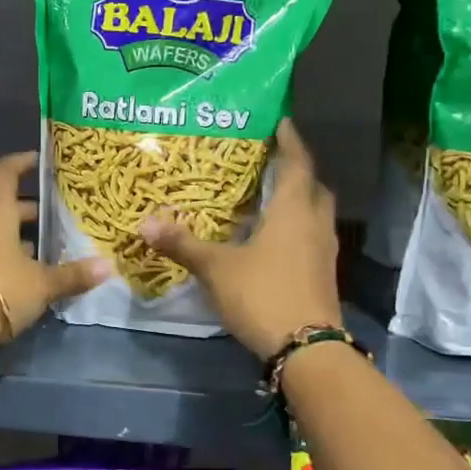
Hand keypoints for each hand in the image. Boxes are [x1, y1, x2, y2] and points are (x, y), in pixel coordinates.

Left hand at [0, 150, 108, 358]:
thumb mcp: (42, 284)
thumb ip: (73, 275)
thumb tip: (108, 267)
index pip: (6, 172)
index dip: (22, 163)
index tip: (39, 161)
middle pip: (1, 206)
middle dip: (27, 211)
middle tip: (54, 217)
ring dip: (13, 236)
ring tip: (43, 250)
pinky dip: (0, 255)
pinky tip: (21, 274)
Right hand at [138, 120, 342, 359]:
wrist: (306, 349)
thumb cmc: (263, 295)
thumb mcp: (216, 268)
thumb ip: (183, 244)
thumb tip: (146, 223)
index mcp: (294, 211)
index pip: (297, 163)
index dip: (290, 140)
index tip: (280, 120)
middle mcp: (315, 225)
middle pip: (312, 187)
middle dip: (295, 171)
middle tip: (270, 162)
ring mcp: (323, 252)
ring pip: (315, 214)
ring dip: (297, 201)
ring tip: (267, 198)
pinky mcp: (323, 275)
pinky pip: (311, 238)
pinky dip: (295, 228)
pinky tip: (271, 240)